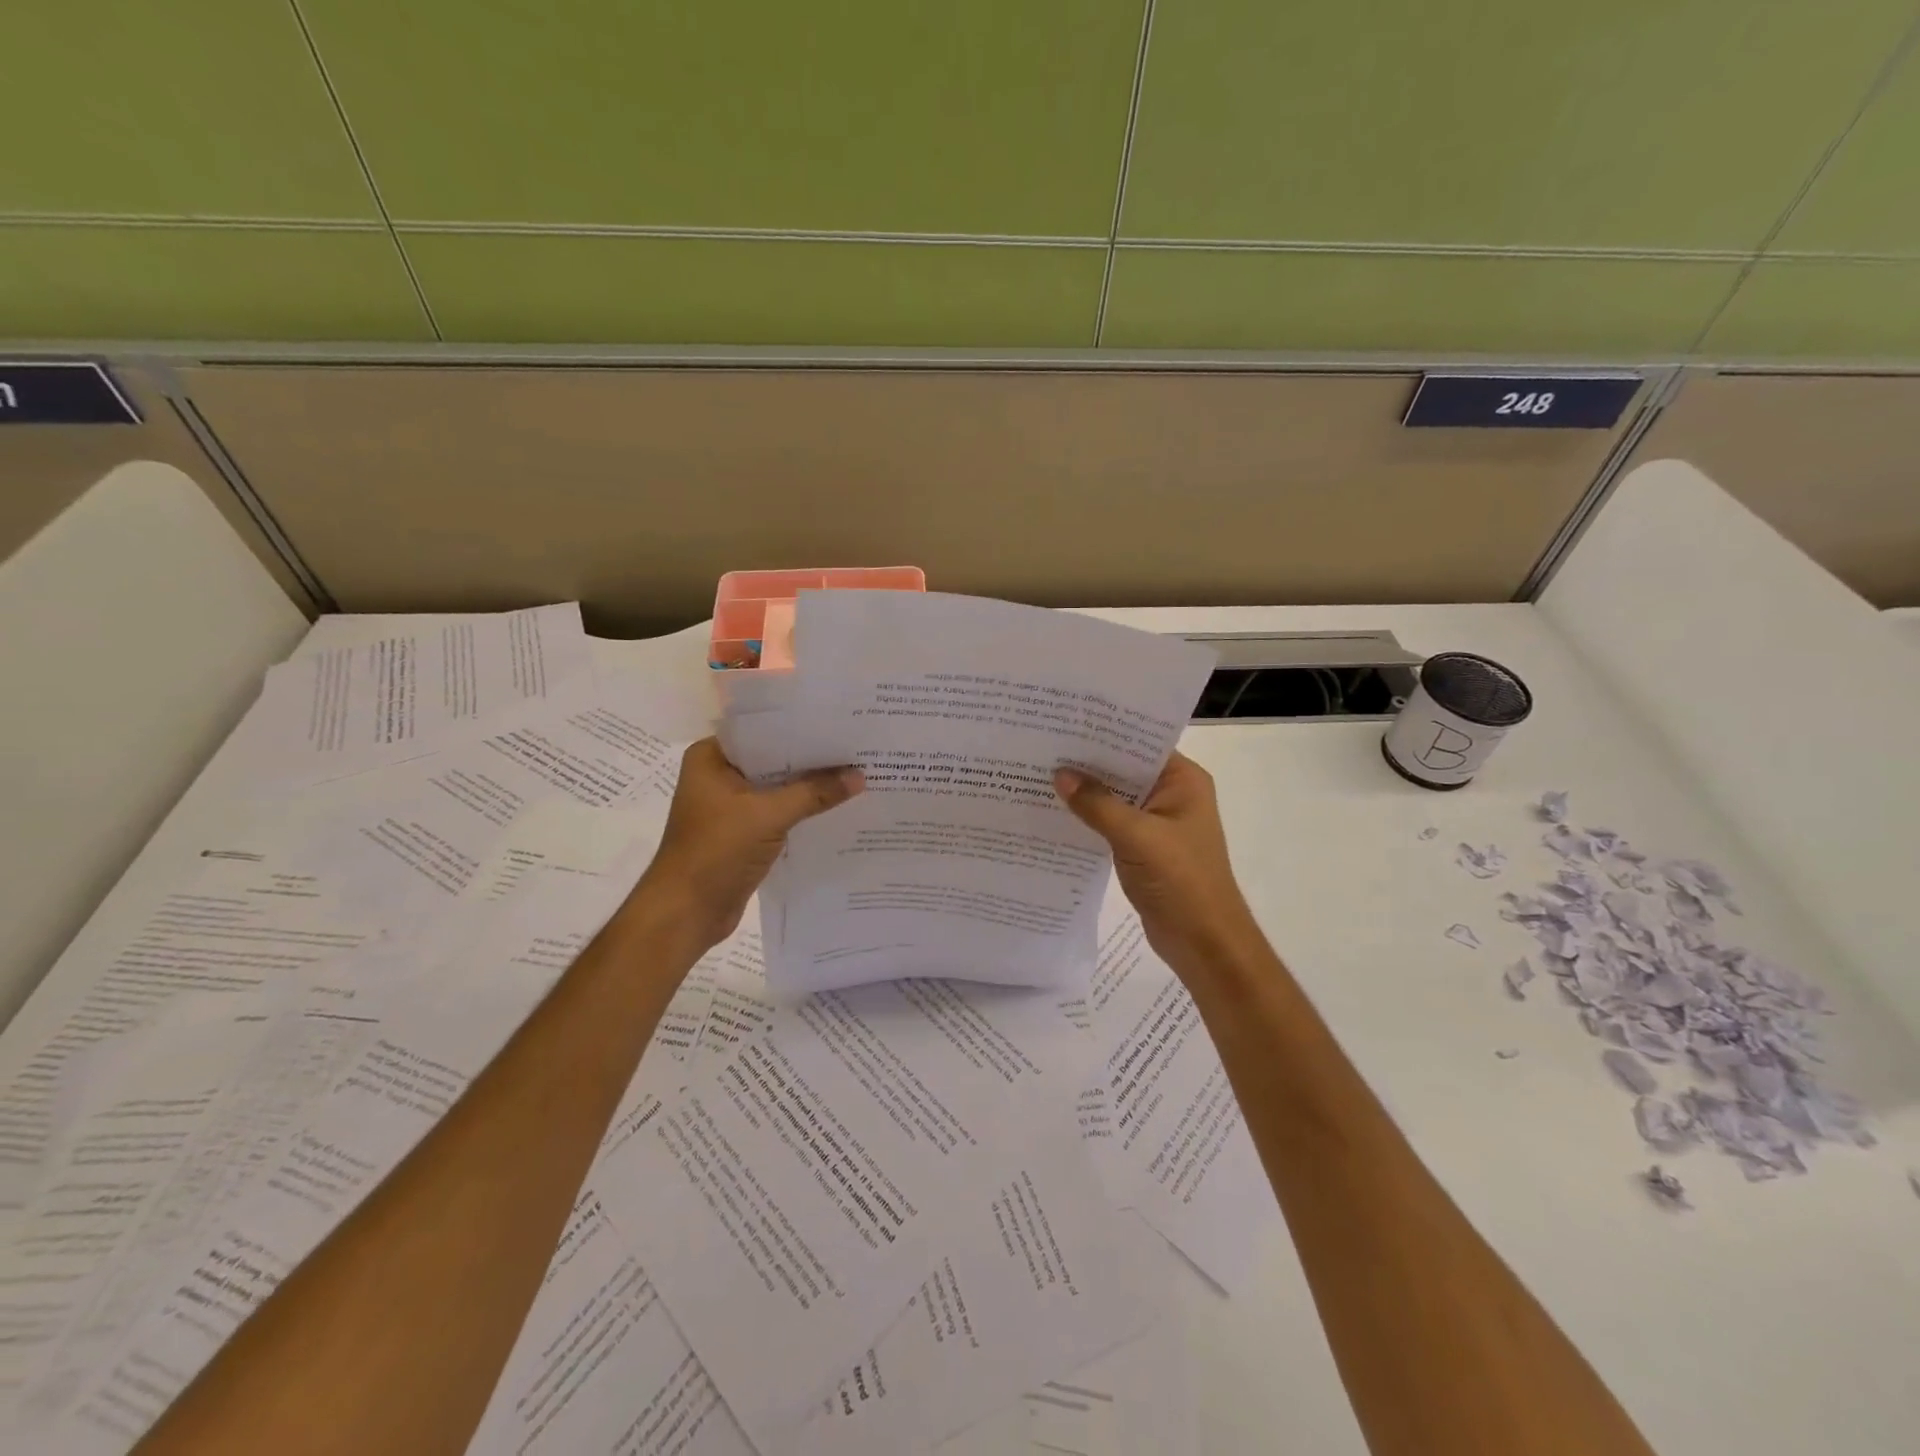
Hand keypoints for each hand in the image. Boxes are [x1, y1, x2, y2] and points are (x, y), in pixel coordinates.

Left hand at [632, 738, 862, 951]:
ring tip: (855, 772)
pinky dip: (802, 810)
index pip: (762, 730)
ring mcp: (730, 806)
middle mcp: (718, 775)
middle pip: (773, 758)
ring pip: (778, 787)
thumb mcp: (768, 816)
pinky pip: (778, 812)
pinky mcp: (743, 832)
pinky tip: (836, 806)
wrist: (686, 913)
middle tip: (856, 746)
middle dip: (811, 757)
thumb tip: (859, 776)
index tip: (839, 721)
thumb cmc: (716, 852)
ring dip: (809, 786)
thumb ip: (814, 792)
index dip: (800, 726)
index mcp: (711, 758)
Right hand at [1054, 753, 1261, 974]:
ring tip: (1040, 773)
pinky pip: (1111, 822)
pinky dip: (1089, 818)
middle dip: (1088, 761)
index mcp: (1183, 781)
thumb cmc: (1181, 882)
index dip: (1104, 732)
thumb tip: (1059, 774)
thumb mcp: (1137, 837)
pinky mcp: (1143, 847)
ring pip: (1115, 796)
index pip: (1140, 743)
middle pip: (1124, 768)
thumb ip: (1097, 804)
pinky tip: (1055, 812)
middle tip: (1042, 745)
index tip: (1064, 721)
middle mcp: (1172, 794)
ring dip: (1085, 791)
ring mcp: (1157, 822)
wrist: (1204, 943)